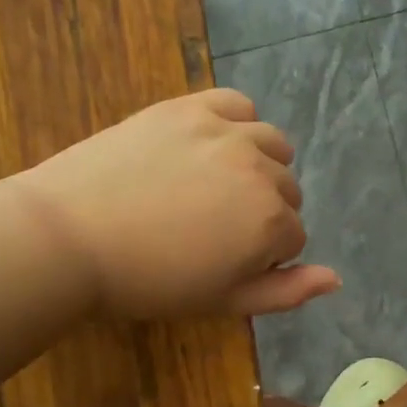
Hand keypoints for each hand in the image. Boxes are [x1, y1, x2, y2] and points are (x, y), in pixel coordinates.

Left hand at [12, 89, 339, 318]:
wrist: (70, 236)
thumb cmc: (148, 281)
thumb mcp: (222, 302)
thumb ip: (285, 293)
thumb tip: (336, 278)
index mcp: (270, 222)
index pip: (294, 237)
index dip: (263, 256)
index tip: (223, 263)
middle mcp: (260, 170)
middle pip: (287, 191)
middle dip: (263, 213)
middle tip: (213, 230)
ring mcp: (226, 132)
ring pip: (272, 145)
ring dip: (260, 167)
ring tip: (216, 187)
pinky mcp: (189, 107)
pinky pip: (238, 104)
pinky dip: (238, 123)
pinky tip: (215, 144)